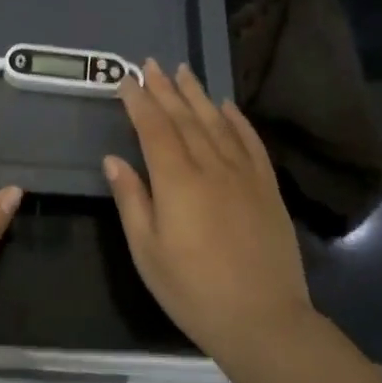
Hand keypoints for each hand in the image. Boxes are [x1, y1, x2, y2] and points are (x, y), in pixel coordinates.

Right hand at [103, 59, 315, 365]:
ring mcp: (244, 174)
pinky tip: (227, 106)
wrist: (262, 318)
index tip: (126, 79)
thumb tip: (114, 160)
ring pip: (217, 123)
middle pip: (185, 118)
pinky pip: (251, 142)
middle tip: (151, 64)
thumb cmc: (192, 290)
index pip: (153, 128)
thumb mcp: (147, 251)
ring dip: (198, 95)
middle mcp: (211, 166)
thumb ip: (132, 199)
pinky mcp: (267, 187)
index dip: (139, 101)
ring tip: (184, 71)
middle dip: (165, 89)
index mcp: (177, 181)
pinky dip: (237, 120)